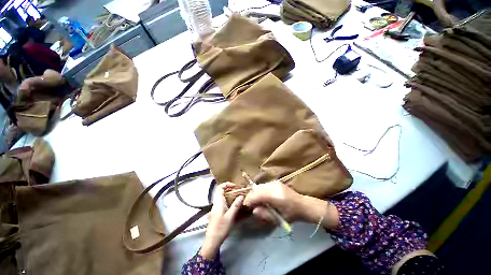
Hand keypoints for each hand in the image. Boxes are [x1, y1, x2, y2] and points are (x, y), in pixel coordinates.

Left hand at [199, 183, 243, 258]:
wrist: (212, 241)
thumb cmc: (221, 228)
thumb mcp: (230, 216)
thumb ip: (236, 205)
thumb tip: (241, 195)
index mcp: (218, 202)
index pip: (220, 187)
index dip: (226, 184)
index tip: (235, 186)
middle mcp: (216, 203)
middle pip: (221, 191)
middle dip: (230, 189)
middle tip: (238, 191)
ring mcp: (216, 208)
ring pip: (222, 197)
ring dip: (230, 195)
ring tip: (238, 197)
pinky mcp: (217, 212)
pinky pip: (223, 202)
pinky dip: (228, 201)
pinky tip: (234, 205)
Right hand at [243, 181, 338, 227]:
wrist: (303, 205)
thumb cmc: (291, 214)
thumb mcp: (278, 218)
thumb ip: (264, 214)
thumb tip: (253, 210)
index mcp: (275, 195)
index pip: (257, 195)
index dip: (249, 200)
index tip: (246, 206)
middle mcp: (273, 186)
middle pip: (256, 188)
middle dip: (251, 196)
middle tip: (249, 204)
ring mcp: (275, 183)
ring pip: (259, 186)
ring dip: (255, 193)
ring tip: (255, 201)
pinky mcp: (275, 182)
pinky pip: (263, 185)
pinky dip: (259, 190)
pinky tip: (261, 196)